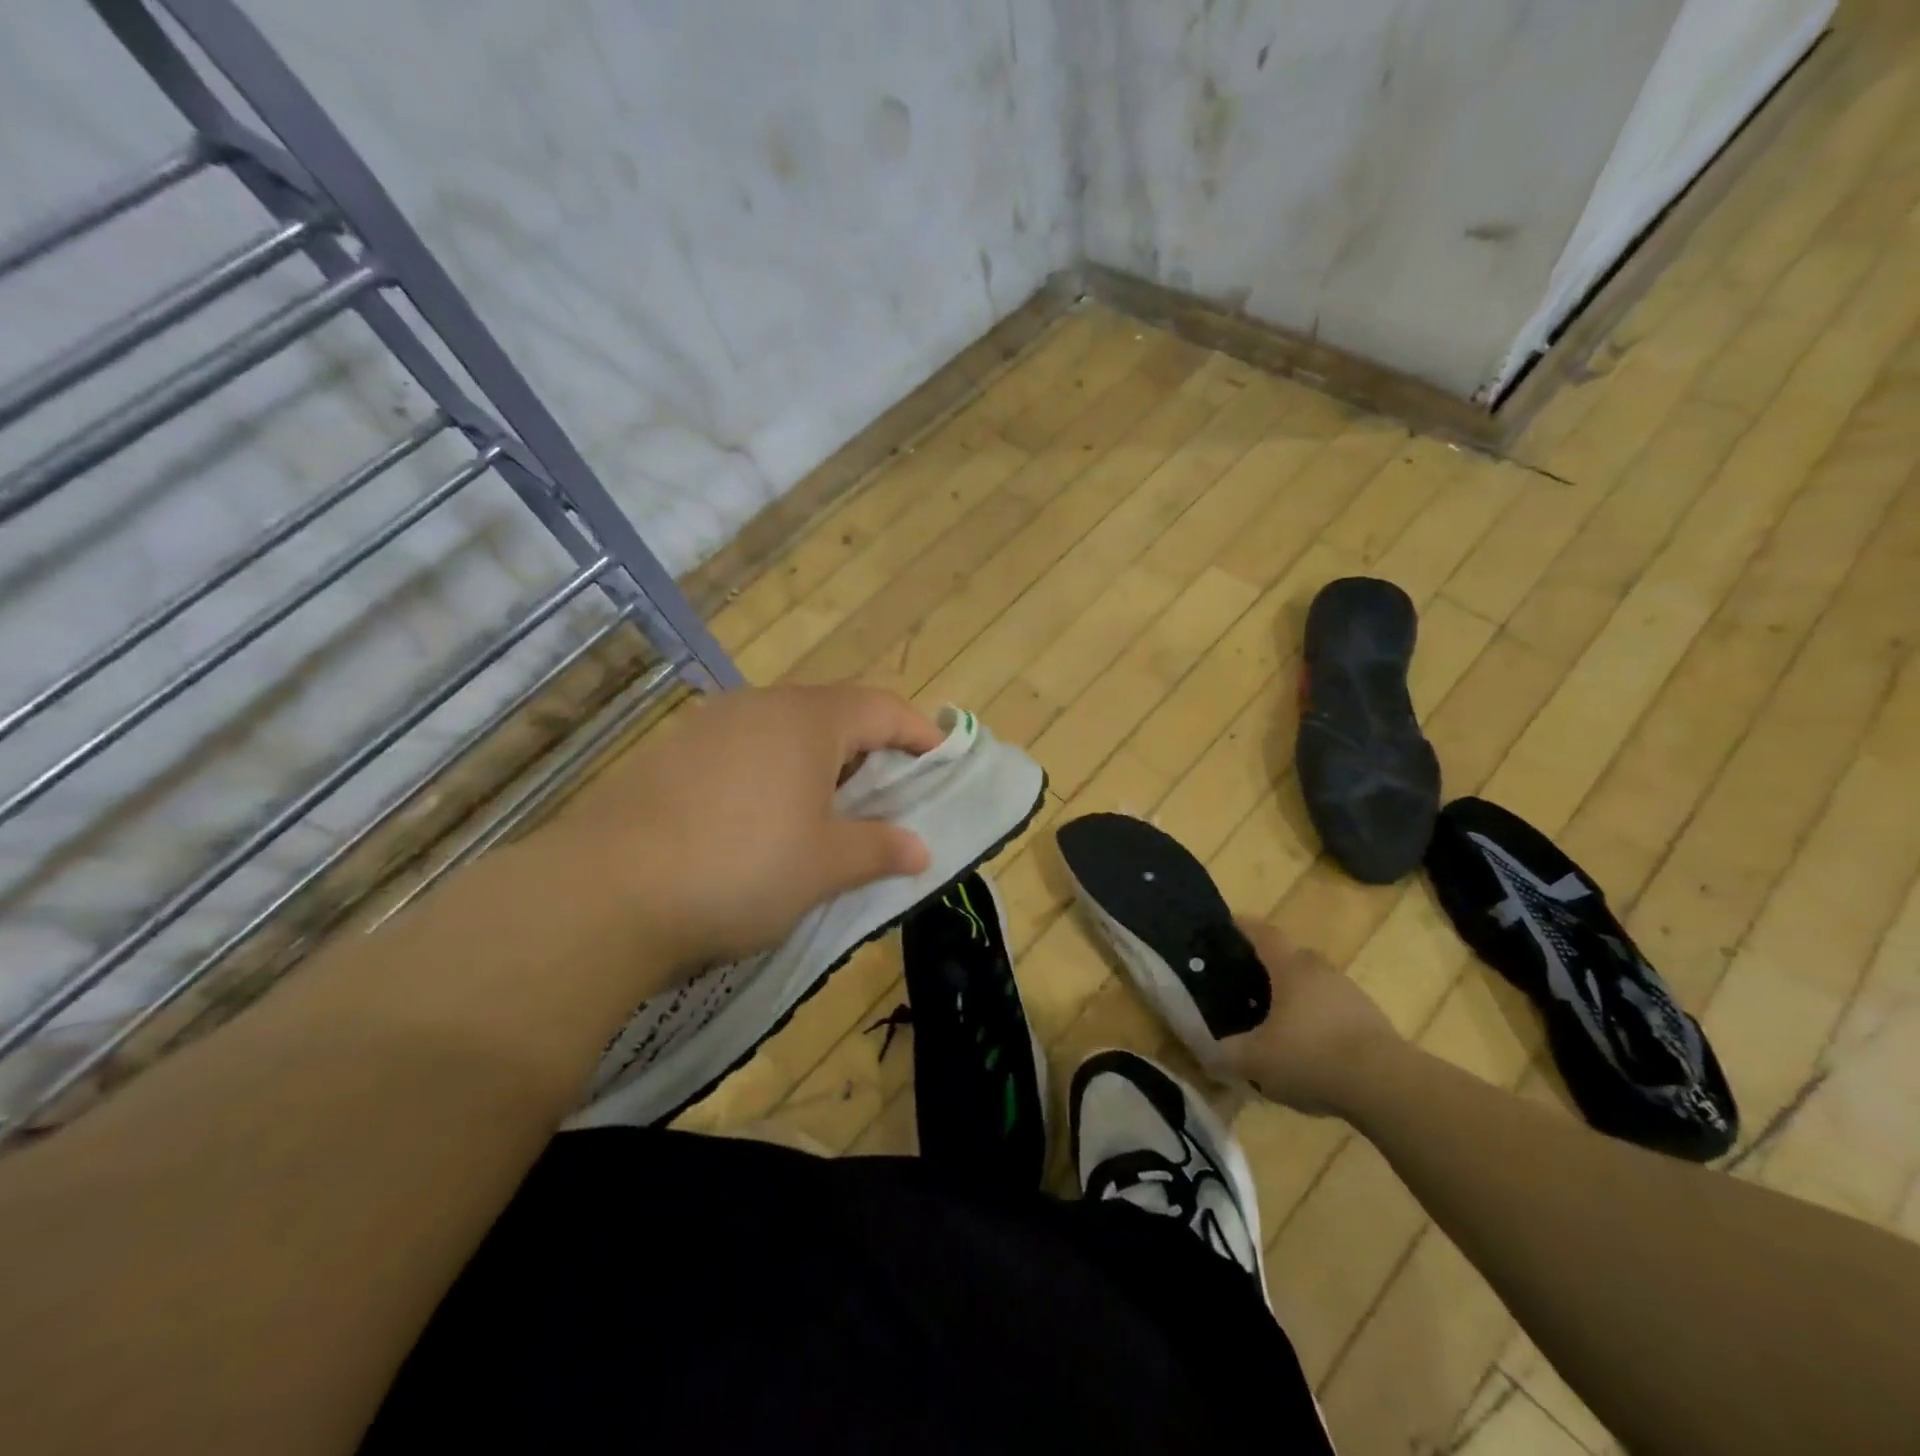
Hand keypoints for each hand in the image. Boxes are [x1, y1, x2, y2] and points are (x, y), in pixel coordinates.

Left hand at [544, 684, 941, 979]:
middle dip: (869, 752)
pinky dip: (772, 778)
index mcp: (808, 719)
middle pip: (833, 715)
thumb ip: (880, 849)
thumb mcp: (826, 865)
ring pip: (784, 734)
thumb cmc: (742, 868)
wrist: (604, 893)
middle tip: (889, 798)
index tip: (942, 761)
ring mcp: (709, 728)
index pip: (882, 708)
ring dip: (819, 767)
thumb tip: (920, 849)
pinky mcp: (672, 757)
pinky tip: (763, 824)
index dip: (919, 732)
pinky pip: (743, 754)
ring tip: (828, 815)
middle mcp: (759, 707)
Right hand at [1220, 920, 1402, 1117]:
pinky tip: (1311, 1053)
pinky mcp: (1373, 1023)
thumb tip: (1204, 1054)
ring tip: (1278, 1025)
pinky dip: (1320, 1024)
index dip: (1242, 927)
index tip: (1226, 925)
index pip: (1262, 933)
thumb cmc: (1311, 1056)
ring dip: (1297, 999)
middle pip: (1291, 958)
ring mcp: (1352, 995)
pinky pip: (1336, 1013)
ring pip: (1316, 987)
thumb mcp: (1255, 1060)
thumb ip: (1224, 1055)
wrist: (1388, 1087)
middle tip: (1247, 985)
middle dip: (1269, 968)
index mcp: (1290, 968)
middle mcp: (1321, 971)